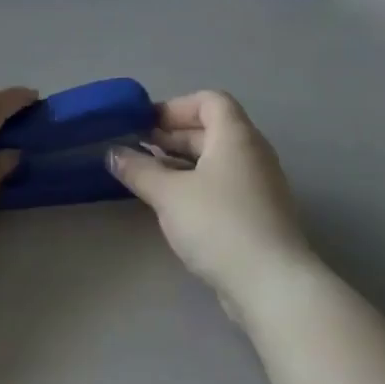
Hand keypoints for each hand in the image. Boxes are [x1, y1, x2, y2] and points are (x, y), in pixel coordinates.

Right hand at [107, 91, 316, 319]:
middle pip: (212, 129)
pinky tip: (174, 206)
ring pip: (217, 160)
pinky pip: (224, 184)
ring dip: (183, 162)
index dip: (176, 107)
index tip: (145, 124)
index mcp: (236, 136)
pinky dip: (198, 184)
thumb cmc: (218, 224)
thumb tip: (113, 152)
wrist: (271, 283)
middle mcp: (253, 152)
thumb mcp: (169, 194)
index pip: (209, 101)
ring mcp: (260, 184)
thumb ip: (139, 169)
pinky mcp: (259, 214)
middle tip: (138, 149)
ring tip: (149, 177)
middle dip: (173, 135)